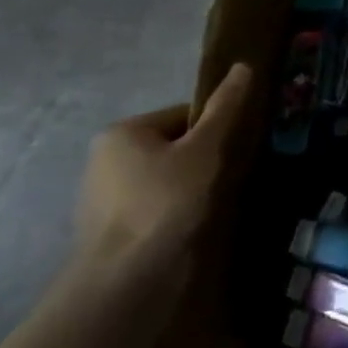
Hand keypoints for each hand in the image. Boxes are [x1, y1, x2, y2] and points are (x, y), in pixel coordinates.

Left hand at [76, 64, 252, 278]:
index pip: (183, 115)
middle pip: (174, 146)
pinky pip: (155, 206)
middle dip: (203, 159)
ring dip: (192, 187)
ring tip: (213, 204)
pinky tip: (192, 225)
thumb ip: (224, 109)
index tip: (233, 151)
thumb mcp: (204, 149)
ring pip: (166, 178)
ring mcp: (103, 198)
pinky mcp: (110, 231)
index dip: (215, 129)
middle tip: (228, 177)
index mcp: (122, 132)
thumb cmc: (165, 202)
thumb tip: (244, 66)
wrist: (126, 281)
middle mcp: (104, 159)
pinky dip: (176, 211)